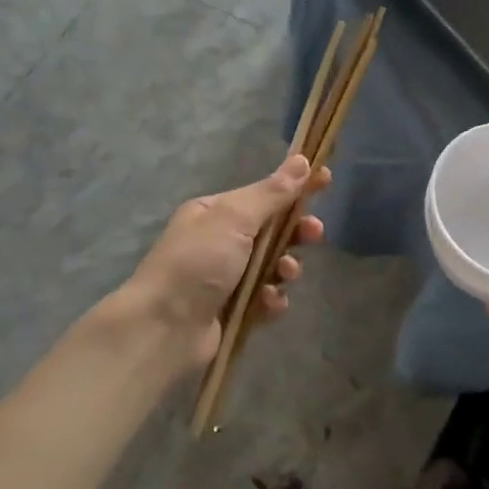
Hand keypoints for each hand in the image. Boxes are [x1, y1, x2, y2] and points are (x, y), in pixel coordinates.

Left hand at [103, 154, 328, 375]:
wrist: (163, 328)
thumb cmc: (198, 262)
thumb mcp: (235, 218)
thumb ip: (272, 192)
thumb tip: (301, 160)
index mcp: (215, 213)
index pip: (265, 192)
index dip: (296, 185)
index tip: (325, 178)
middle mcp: (220, 241)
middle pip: (273, 229)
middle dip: (297, 231)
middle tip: (314, 233)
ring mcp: (227, 277)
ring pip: (275, 265)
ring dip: (286, 267)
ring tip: (284, 275)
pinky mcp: (234, 310)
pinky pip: (267, 298)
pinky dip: (272, 299)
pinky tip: (267, 303)